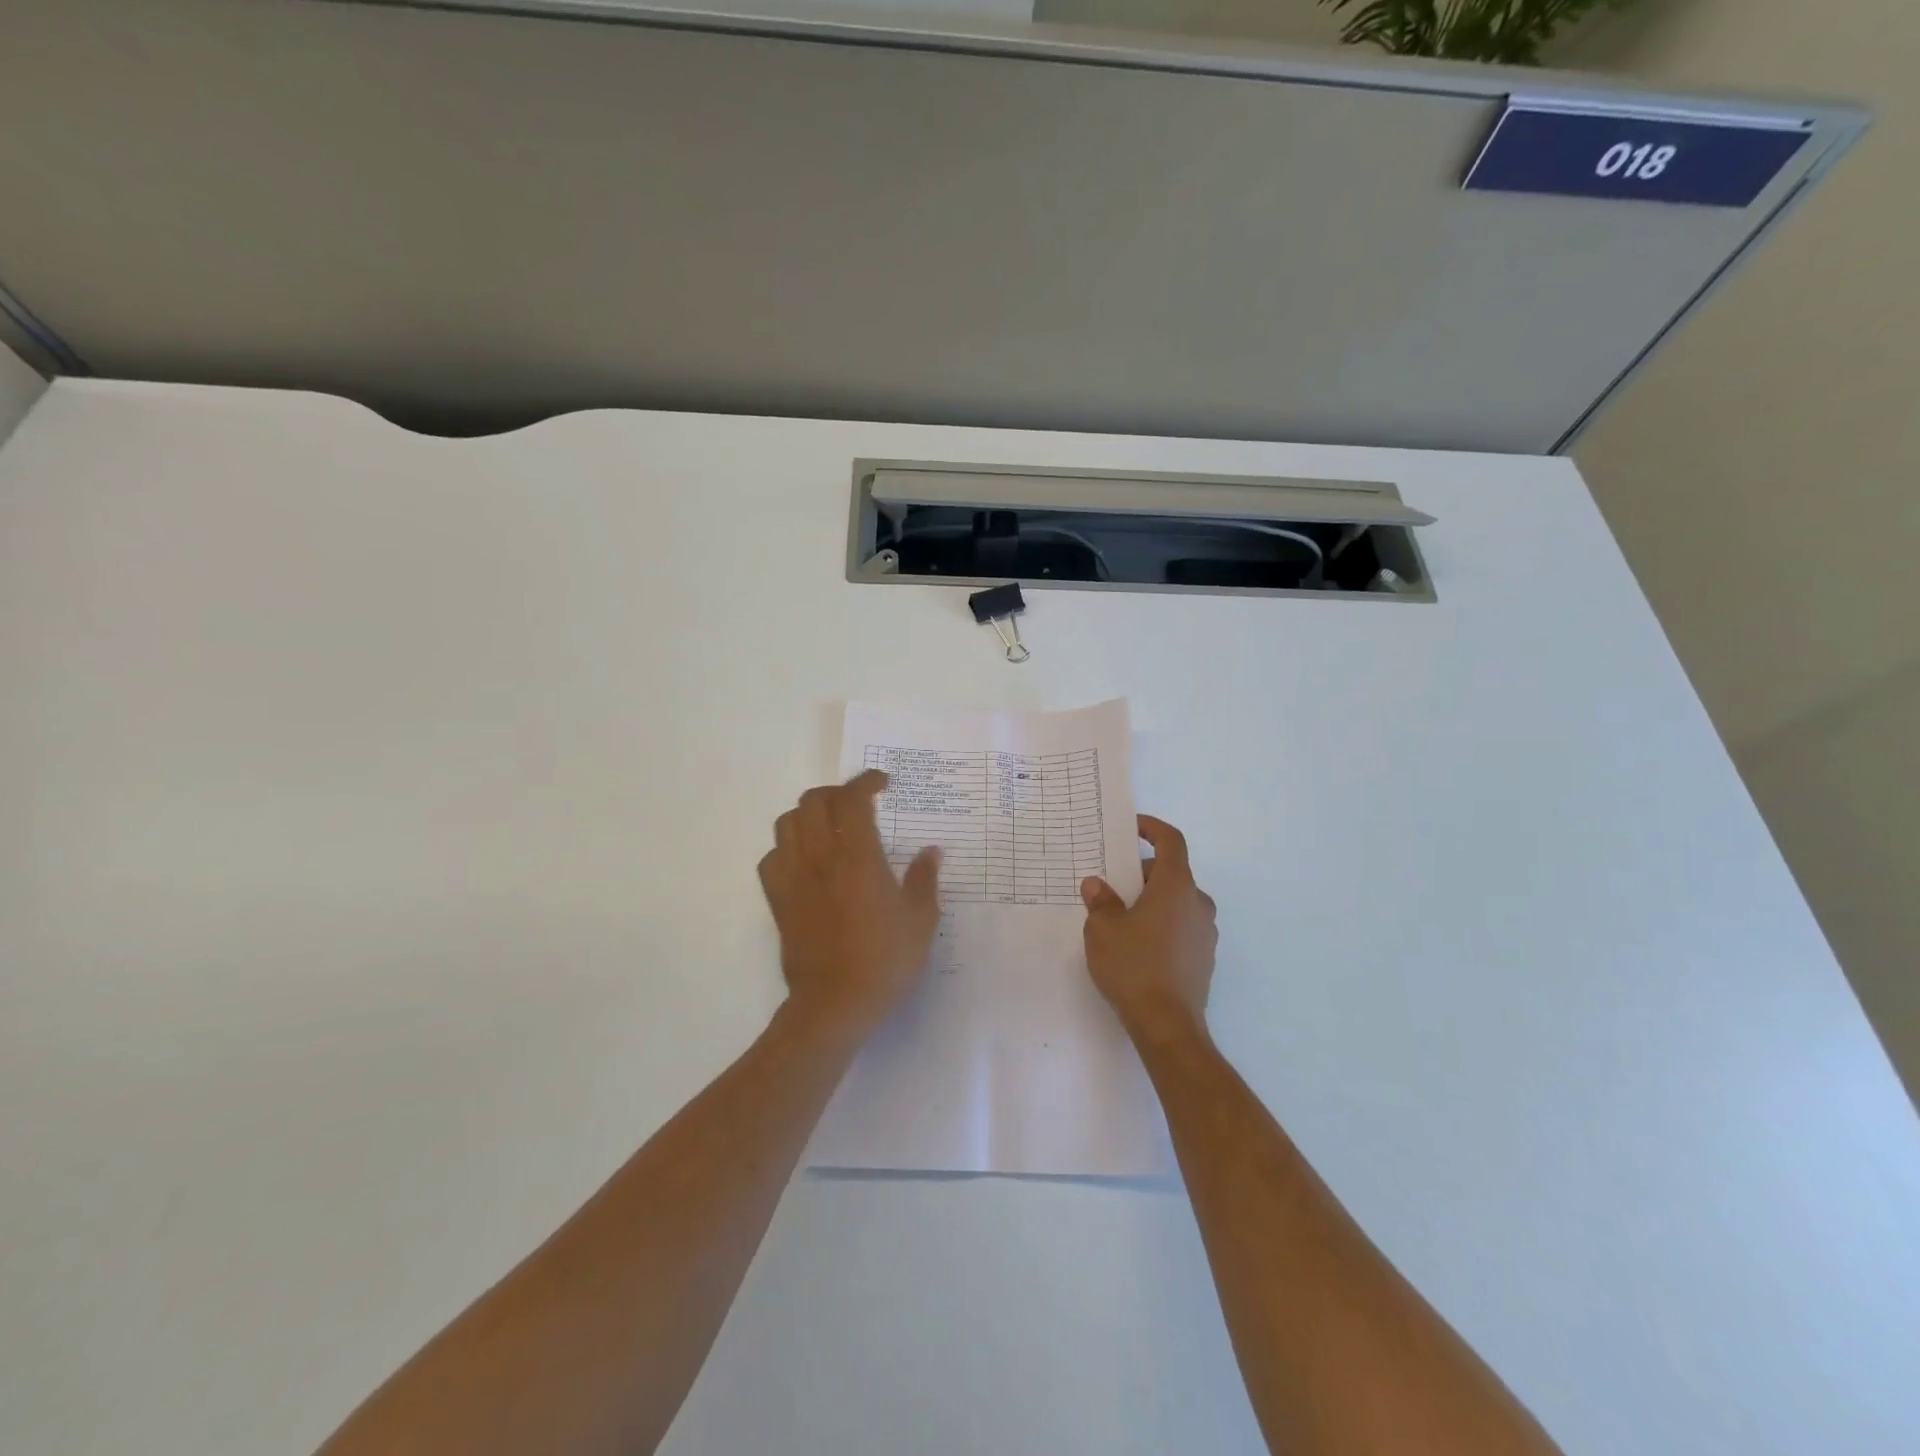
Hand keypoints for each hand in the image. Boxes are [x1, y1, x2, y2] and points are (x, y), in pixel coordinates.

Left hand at [759, 769, 942, 1041]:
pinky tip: (805, 860)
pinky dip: (788, 847)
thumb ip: (924, 879)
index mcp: (858, 858)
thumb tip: (930, 851)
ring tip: (830, 826)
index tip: (882, 783)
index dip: (866, 781)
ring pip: (787, 823)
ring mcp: (793, 878)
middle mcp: (820, 858)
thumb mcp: (921, 920)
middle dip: (836, 793)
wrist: (835, 1004)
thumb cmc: (885, 961)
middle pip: (814, 802)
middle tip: (857, 804)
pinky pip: (772, 857)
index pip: (853, 800)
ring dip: (809, 814)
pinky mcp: (777, 900)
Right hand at [1081, 815, 1217, 1044]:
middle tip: (1112, 886)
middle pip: (1172, 873)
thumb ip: (1100, 901)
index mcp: (1176, 886)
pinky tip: (1138, 947)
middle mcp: (1198, 903)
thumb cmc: (1134, 966)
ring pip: (1177, 902)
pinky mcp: (1204, 958)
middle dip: (1142, 873)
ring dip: (1152, 901)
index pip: (1171, 841)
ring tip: (1121, 919)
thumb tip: (1097, 885)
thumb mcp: (1103, 929)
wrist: (1167, 1025)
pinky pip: (1181, 927)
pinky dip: (1162, 925)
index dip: (1152, 828)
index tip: (1132, 828)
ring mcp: (1206, 933)